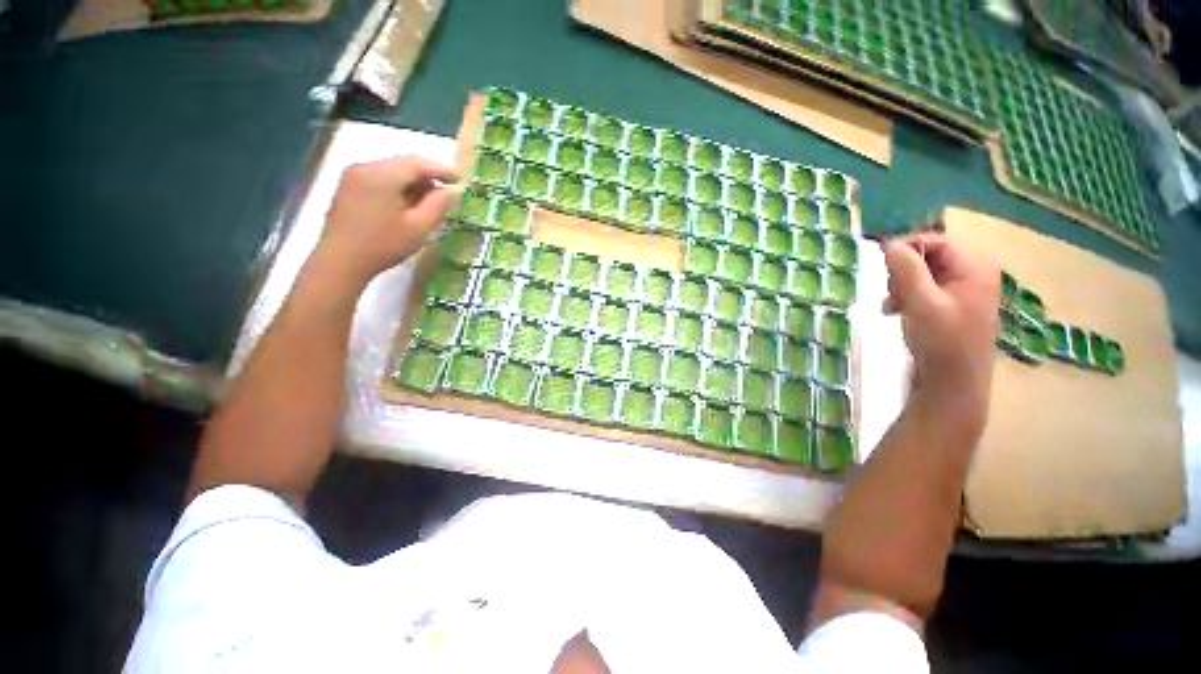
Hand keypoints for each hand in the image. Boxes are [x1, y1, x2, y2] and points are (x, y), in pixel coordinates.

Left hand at [314, 156, 461, 290]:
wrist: (340, 262)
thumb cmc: (383, 245)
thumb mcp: (419, 227)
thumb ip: (438, 206)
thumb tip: (454, 192)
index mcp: (382, 175)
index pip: (417, 163)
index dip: (442, 170)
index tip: (461, 179)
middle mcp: (365, 167)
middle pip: (403, 164)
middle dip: (428, 177)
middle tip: (447, 193)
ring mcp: (353, 176)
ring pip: (391, 171)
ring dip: (413, 183)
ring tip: (430, 202)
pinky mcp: (348, 188)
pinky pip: (379, 179)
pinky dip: (398, 187)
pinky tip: (407, 205)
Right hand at [883, 234, 999, 406]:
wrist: (952, 382)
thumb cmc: (941, 340)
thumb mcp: (920, 301)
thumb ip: (905, 268)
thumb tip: (889, 243)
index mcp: (975, 267)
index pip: (936, 240)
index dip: (907, 248)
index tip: (881, 265)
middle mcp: (974, 273)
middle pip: (930, 256)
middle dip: (903, 271)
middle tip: (890, 291)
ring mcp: (965, 291)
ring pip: (924, 273)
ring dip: (902, 285)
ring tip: (892, 305)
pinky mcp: (953, 306)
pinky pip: (926, 289)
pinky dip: (908, 296)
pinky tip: (896, 311)